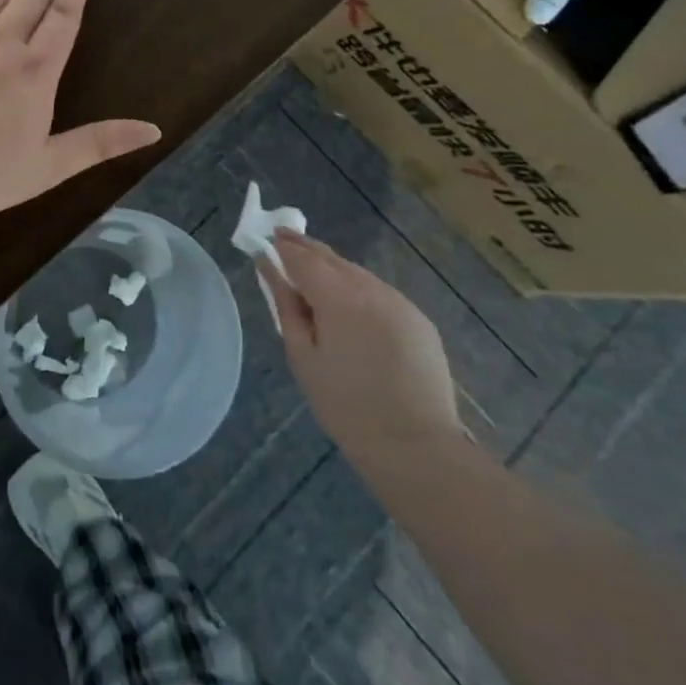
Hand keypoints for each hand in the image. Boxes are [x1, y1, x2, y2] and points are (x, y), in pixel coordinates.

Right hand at [261, 232, 463, 473]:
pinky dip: (359, 290)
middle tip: (283, 240)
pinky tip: (350, 307)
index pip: (303, 257)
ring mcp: (400, 302)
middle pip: (332, 257)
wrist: (416, 446)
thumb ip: (285, 305)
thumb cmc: (346, 405)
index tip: (266, 238)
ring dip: (333, 269)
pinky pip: (380, 293)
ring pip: (357, 274)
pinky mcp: (419, 319)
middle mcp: (371, 288)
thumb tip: (268, 268)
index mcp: (339, 297)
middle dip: (305, 248)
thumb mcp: (302, 356)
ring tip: (313, 276)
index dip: (282, 246)